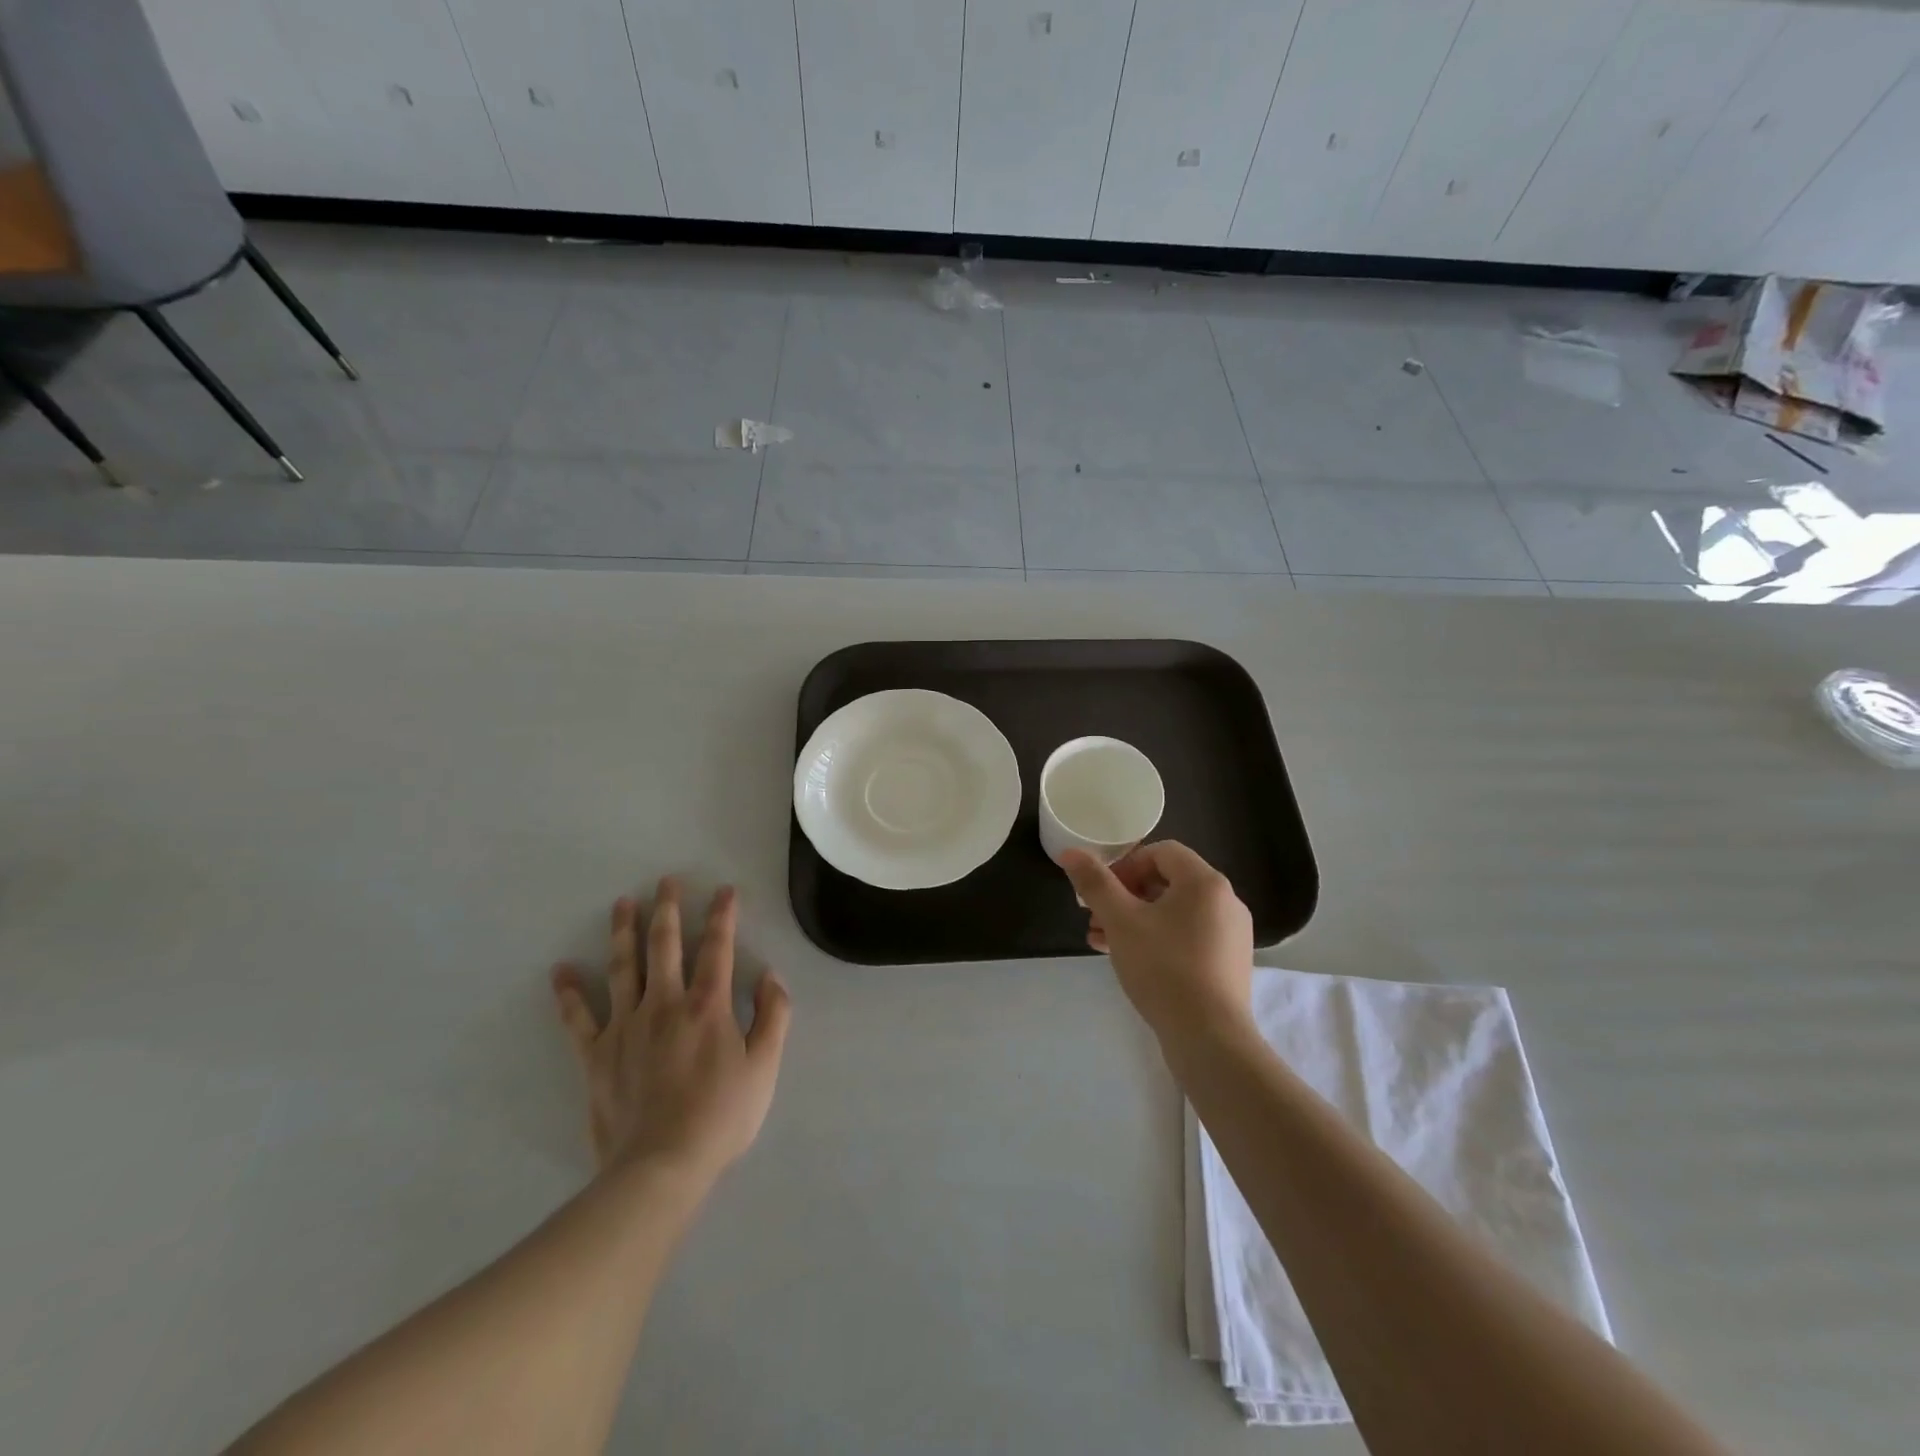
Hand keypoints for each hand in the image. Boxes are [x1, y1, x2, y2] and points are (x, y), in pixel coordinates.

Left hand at [551, 878, 791, 1185]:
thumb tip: (770, 975)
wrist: (661, 1166)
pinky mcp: (597, 1055)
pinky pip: (579, 1019)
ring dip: (623, 932)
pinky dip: (568, 994)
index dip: (722, 916)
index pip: (717, 947)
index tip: (724, 890)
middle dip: (667, 910)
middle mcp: (665, 1003)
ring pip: (623, 968)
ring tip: (622, 904)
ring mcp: (626, 1026)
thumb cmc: (721, 1116)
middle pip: (665, 946)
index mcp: (708, 1005)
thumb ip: (773, 1015)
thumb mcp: (765, 1066)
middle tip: (666, 881)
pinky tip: (561, 971)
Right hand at [1061, 841, 1254, 1052]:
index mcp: (1205, 882)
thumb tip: (1071, 853)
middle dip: (1125, 895)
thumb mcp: (1120, 921)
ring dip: (1135, 919)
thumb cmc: (1163, 968)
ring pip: (1174, 912)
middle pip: (1167, 882)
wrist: (1209, 1038)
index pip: (1161, 852)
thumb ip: (1095, 883)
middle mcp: (1225, 902)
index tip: (1102, 890)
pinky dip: (1156, 938)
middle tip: (1096, 916)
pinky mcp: (1227, 963)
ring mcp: (1231, 934)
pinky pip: (1187, 936)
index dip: (1126, 864)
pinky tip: (1126, 959)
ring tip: (1100, 940)